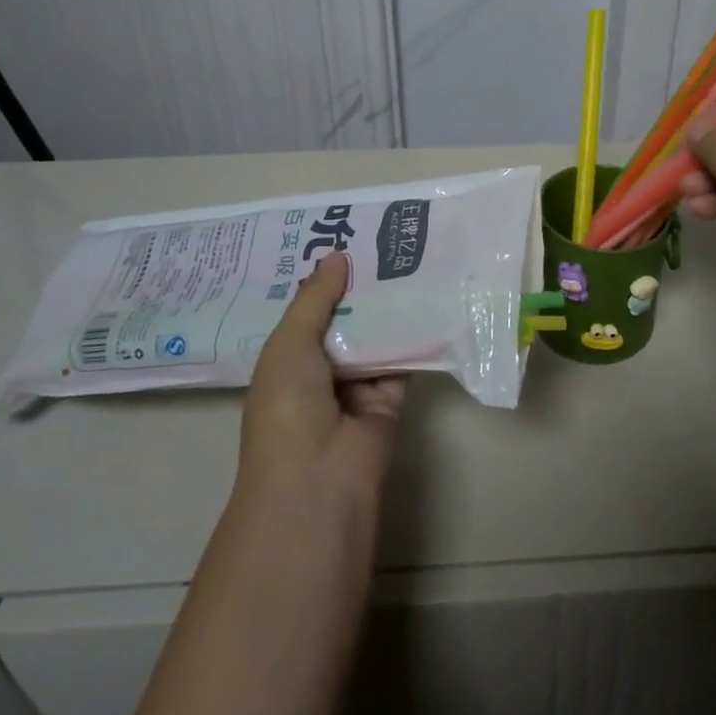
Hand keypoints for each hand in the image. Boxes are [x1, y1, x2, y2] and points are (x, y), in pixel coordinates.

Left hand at [239, 252, 406, 505]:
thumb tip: (337, 255)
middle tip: (381, 236)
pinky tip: (428, 292)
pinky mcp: (391, 396)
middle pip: (344, 318)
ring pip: (375, 334)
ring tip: (407, 253)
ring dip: (387, 303)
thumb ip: (315, 299)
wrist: (319, 478)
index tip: (341, 237)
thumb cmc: (288, 406)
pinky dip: (414, 331)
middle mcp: (321, 369)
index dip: (321, 279)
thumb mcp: (289, 344)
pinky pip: (403, 356)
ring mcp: (357, 384)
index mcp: (287, 359)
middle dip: (358, 285)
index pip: (306, 311)